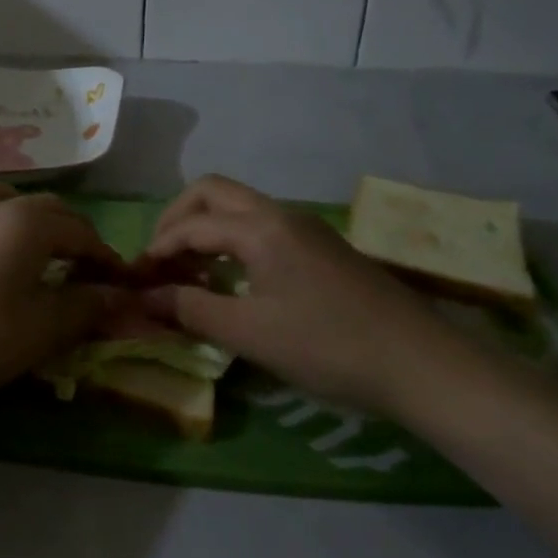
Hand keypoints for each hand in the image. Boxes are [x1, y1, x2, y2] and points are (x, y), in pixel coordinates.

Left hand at [0, 180, 129, 421]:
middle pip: (48, 208)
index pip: (82, 233)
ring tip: (39, 246)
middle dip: (75, 233)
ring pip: (3, 199)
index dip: (107, 258)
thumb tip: (120, 296)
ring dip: (29, 216)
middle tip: (89, 270)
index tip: (124, 284)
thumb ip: (87, 306)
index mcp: (28, 223)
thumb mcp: (44, 328)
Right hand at [138, 175, 462, 413]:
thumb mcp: (250, 333)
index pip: (192, 224)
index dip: (157, 249)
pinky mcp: (322, 248)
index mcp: (261, 227)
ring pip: (239, 208)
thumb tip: (145, 297)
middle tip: (159, 259)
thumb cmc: (328, 346)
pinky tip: (230, 281)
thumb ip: (191, 309)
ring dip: (205, 229)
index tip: (136, 280)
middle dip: (177, 219)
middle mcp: (281, 214)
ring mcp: (306, 228)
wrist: (421, 364)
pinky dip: (231, 242)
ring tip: (187, 273)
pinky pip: (261, 228)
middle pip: (213, 192)